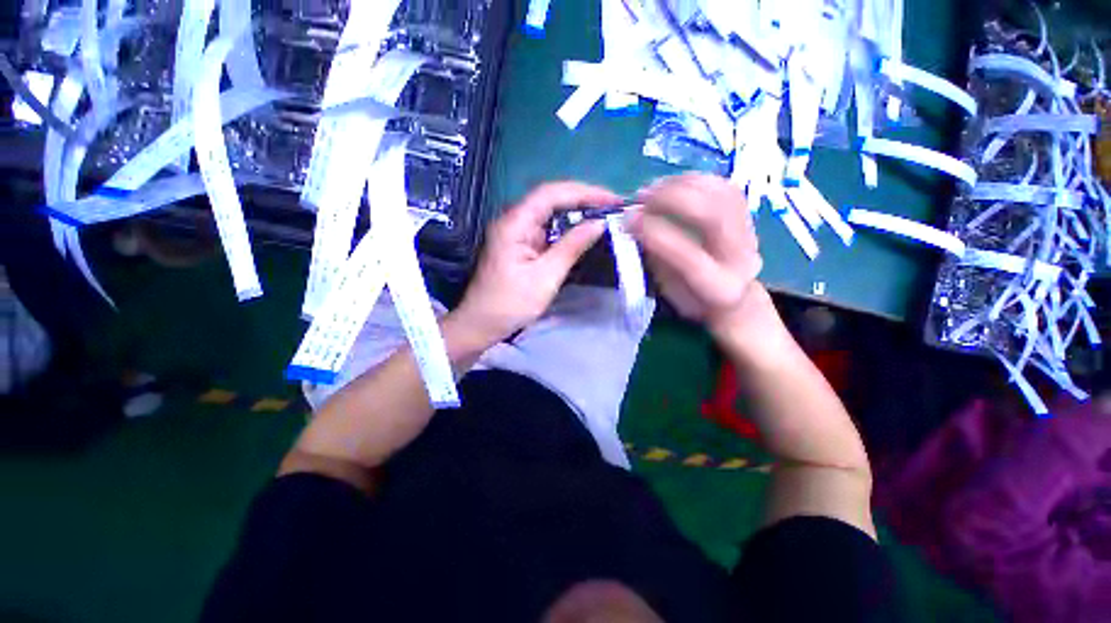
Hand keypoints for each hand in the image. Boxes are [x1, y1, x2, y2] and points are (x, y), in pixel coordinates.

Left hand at [452, 181, 617, 346]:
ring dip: (577, 214)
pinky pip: (547, 229)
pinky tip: (583, 233)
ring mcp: (516, 232)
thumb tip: (598, 223)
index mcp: (515, 223)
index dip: (584, 192)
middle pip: (551, 199)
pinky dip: (567, 229)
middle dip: (583, 200)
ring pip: (550, 214)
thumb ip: (571, 247)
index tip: (612, 199)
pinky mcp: (521, 244)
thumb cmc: (511, 304)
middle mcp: (514, 220)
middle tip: (613, 208)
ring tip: (605, 217)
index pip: (551, 193)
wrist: (481, 324)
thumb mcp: (546, 277)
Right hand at [628, 173, 769, 344]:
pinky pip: (723, 186)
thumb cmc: (691, 297)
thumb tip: (633, 221)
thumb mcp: (667, 288)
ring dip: (680, 184)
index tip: (628, 218)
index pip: (687, 256)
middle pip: (711, 216)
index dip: (655, 232)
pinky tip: (673, 184)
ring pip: (720, 193)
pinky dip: (694, 179)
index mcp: (717, 288)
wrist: (735, 297)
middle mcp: (740, 258)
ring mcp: (750, 233)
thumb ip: (654, 257)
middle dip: (670, 199)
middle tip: (640, 198)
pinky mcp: (748, 214)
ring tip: (653, 189)